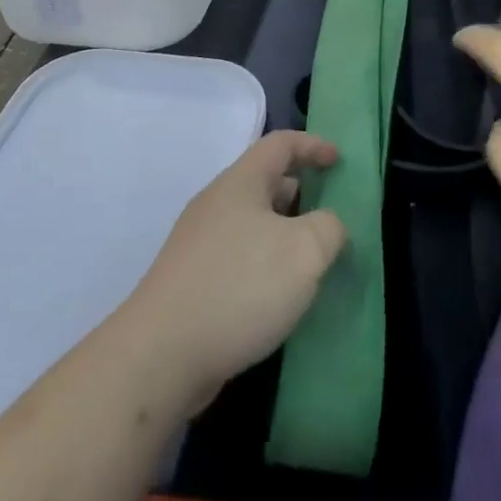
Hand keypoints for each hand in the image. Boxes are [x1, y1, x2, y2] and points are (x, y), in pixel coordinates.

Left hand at [123, 131, 346, 414]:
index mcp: (240, 183)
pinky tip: (280, 296)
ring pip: (252, 223)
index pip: (280, 144)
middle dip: (301, 193)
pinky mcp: (192, 282)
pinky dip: (266, 264)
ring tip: (313, 260)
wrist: (161, 356)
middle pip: (264, 182)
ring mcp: (199, 245)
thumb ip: (329, 228)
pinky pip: (239, 257)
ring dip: (285, 233)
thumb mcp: (304, 251)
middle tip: (331, 216)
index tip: (339, 161)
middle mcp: (216, 205)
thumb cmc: (239, 287)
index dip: (312, 145)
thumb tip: (328, 226)